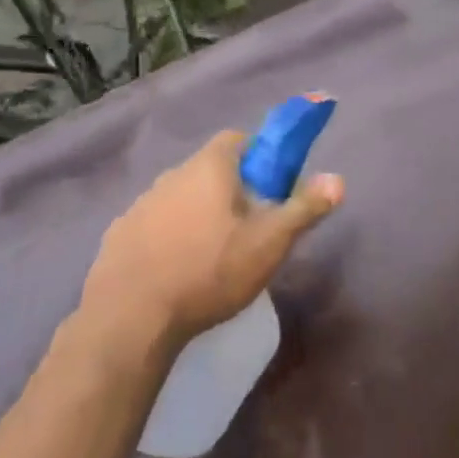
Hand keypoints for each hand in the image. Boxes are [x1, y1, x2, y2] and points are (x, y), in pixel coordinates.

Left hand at [82, 130, 342, 350]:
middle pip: (209, 169)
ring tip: (212, 254)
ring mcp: (140, 203)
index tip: (270, 185)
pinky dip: (168, 237)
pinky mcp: (119, 234)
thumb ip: (303, 208)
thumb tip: (338, 179)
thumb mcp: (268, 243)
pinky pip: (153, 224)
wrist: (131, 317)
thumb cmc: (209, 271)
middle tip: (248, 227)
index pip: (238, 140)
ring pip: (180, 197)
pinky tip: (175, 270)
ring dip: (197, 213)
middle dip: (230, 190)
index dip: (259, 156)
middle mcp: (172, 174)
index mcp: (209, 167)